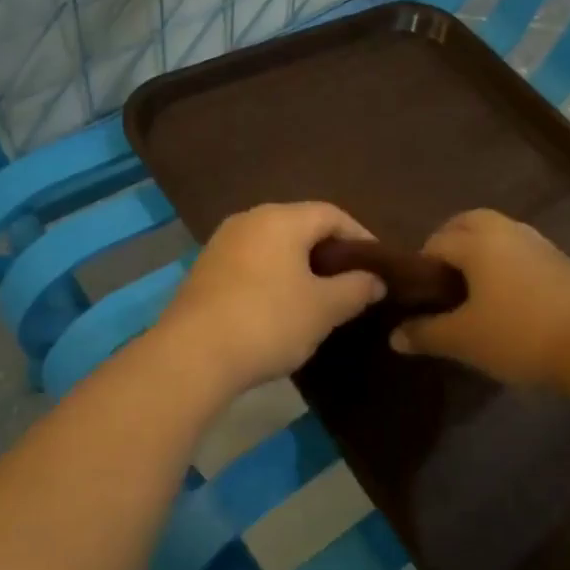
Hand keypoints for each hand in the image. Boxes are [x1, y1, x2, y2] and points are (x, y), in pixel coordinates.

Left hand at [156, 202, 384, 395]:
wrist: (192, 355)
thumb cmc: (268, 321)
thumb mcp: (323, 308)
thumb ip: (356, 288)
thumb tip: (375, 279)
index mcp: (281, 218)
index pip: (332, 214)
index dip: (360, 237)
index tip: (377, 267)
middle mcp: (249, 219)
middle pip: (301, 226)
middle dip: (329, 252)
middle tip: (351, 283)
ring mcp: (222, 243)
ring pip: (274, 245)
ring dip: (300, 266)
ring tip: (319, 298)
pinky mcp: (205, 269)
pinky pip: (251, 262)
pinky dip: (273, 277)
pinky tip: (279, 307)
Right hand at [390, 209, 569, 390]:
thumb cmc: (519, 335)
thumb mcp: (464, 340)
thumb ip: (425, 334)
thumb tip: (394, 337)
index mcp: (477, 240)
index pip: (435, 242)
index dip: (420, 269)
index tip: (419, 299)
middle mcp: (507, 230)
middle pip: (467, 224)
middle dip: (449, 245)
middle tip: (442, 284)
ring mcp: (539, 243)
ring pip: (497, 236)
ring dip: (480, 253)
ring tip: (474, 292)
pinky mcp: (563, 261)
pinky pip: (521, 252)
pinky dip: (506, 265)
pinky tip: (508, 301)